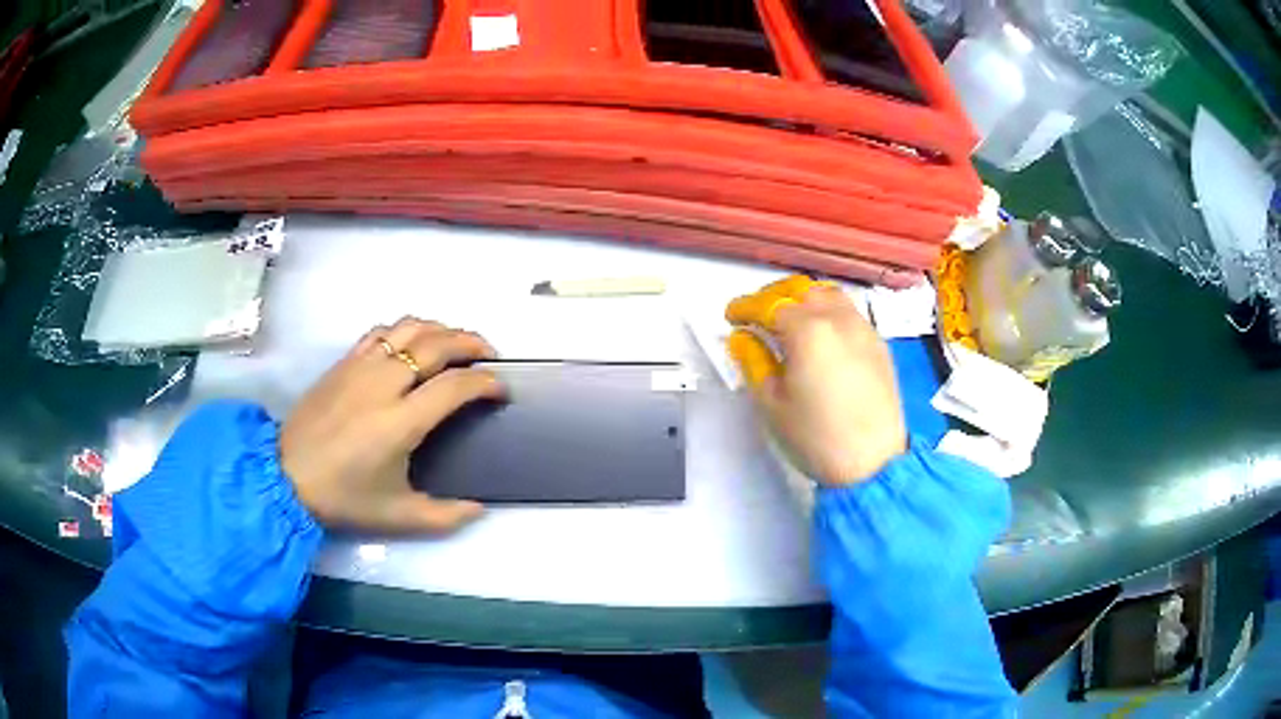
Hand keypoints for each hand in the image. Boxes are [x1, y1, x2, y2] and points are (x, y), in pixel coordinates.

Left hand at [280, 317, 504, 532]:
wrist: (286, 476)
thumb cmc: (343, 497)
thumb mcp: (397, 517)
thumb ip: (444, 516)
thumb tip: (480, 509)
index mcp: (401, 422)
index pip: (454, 386)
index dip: (485, 383)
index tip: (500, 390)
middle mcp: (384, 384)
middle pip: (437, 343)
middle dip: (471, 343)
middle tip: (488, 356)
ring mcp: (361, 367)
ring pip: (409, 328)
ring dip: (440, 329)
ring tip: (455, 344)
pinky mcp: (343, 362)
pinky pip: (381, 332)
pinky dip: (405, 330)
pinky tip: (412, 343)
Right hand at [727, 276, 906, 484]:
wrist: (873, 463)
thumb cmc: (816, 438)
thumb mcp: (771, 403)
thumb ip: (754, 361)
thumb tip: (743, 337)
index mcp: (808, 331)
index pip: (769, 305)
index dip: (745, 308)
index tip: (731, 317)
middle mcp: (838, 319)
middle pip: (800, 289)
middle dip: (773, 295)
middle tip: (755, 314)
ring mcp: (863, 328)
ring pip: (828, 294)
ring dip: (802, 298)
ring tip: (788, 318)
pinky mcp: (878, 344)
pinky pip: (848, 311)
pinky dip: (827, 310)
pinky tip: (820, 333)